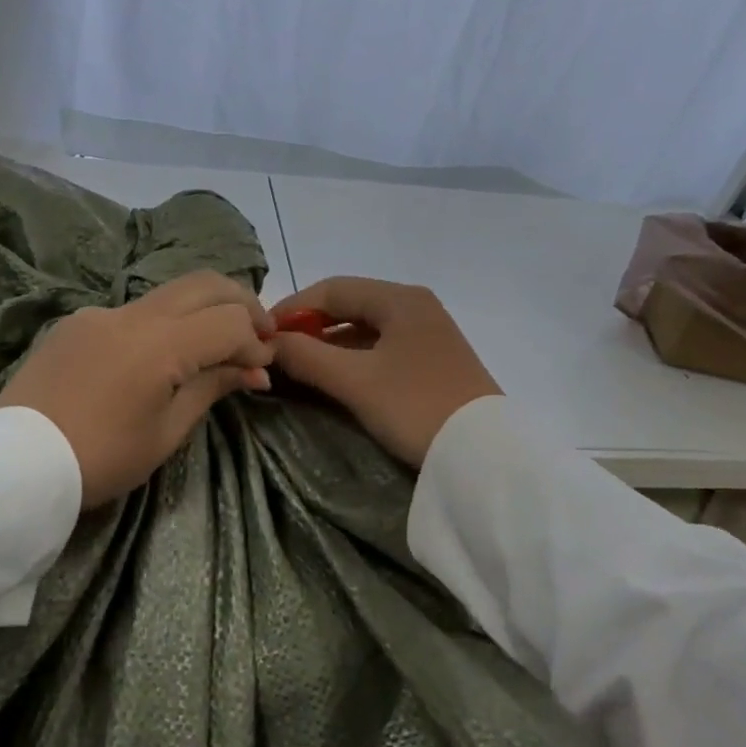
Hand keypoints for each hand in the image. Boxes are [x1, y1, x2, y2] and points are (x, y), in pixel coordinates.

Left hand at [0, 271, 274, 506]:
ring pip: (168, 292)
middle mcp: (133, 314)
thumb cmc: (100, 458)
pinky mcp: (76, 322)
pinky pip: (131, 311)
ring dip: (202, 307)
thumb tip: (254, 370)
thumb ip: (211, 388)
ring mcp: (100, 313)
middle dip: (242, 302)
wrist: (15, 464)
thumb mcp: (165, 432)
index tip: (262, 370)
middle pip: (205, 284)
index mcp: (160, 344)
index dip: (256, 342)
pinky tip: (157, 356)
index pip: (229, 322)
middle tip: (258, 333)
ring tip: (215, 340)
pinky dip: (161, 322)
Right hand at [268, 277, 500, 467]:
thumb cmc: (415, 406)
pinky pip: (381, 349)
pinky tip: (333, 379)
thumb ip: (306, 357)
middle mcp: (416, 307)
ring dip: (329, 345)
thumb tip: (268, 343)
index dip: (292, 308)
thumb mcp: (355, 381)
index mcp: (400, 298)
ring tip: (297, 368)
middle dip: (309, 327)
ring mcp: (428, 335)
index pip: (332, 289)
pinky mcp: (432, 362)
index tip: (261, 333)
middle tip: (277, 351)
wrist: (484, 457)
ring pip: (364, 329)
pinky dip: (352, 359)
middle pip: (349, 306)